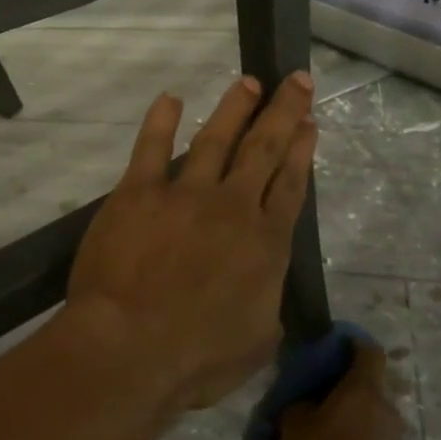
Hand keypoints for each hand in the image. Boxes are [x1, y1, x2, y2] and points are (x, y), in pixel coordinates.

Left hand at [67, 73, 317, 412]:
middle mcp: (232, 208)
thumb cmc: (197, 359)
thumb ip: (267, 307)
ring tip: (249, 82)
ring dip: (234, 108)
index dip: (302, 151)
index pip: (290, 185)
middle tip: (298, 81)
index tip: (310, 123)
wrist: (130, 348)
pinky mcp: (138, 193)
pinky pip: (151, 147)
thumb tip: (265, 291)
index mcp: (265, 244)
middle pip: (264, 150)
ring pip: (216, 139)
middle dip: (283, 112)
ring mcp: (184, 195)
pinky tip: (171, 98)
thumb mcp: (257, 343)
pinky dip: (161, 120)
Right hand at [279, 344, 406, 439]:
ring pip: (367, 418)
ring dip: (347, 422)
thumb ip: (296, 406)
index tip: (334, 345)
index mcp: (363, 387)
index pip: (367, 351)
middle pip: (365, 386)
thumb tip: (300, 403)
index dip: (352, 343)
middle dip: (341, 391)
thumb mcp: (295, 425)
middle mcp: (384, 405)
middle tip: (315, 402)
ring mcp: (394, 436)